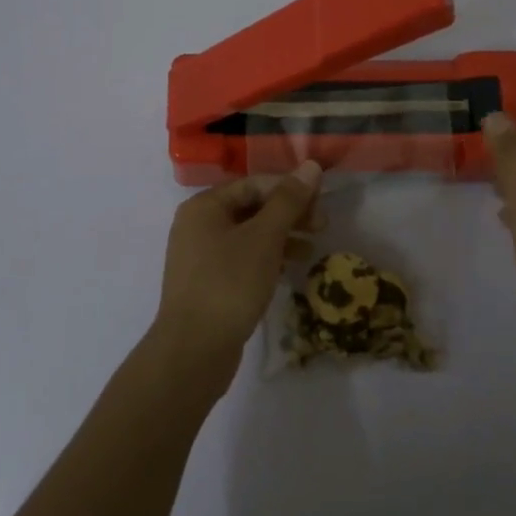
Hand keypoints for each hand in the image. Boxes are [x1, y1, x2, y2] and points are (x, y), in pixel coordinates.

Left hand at [153, 162, 322, 391]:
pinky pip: (242, 258)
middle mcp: (198, 225)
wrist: (193, 350)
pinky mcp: (208, 283)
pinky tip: (290, 268)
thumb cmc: (229, 284)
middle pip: (251, 207)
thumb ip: (288, 200)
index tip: (321, 201)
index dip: (289, 188)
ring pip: (248, 234)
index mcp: (204, 206)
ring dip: (282, 236)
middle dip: (288, 213)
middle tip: (322, 225)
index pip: (254, 183)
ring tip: (312, 248)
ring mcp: (201, 256)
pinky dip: (267, 258)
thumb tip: (311, 165)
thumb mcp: (264, 237)